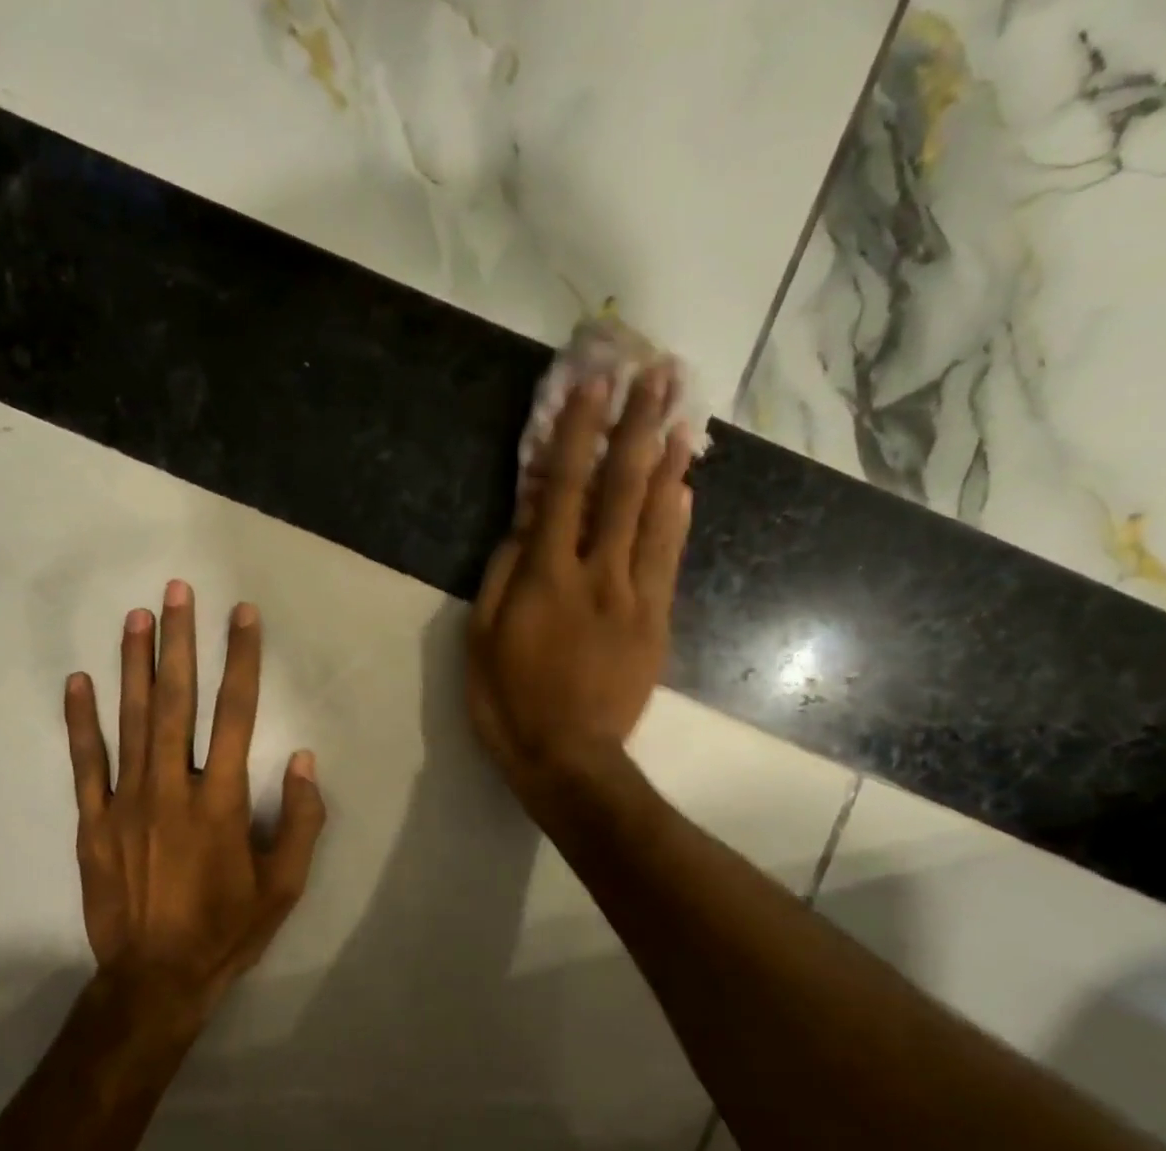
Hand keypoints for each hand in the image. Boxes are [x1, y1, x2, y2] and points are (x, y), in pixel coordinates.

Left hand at [64, 581, 325, 1029]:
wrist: (154, 979)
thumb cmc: (226, 931)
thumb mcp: (284, 887)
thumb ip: (302, 821)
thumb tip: (304, 760)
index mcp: (222, 802)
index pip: (237, 713)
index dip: (242, 659)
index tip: (242, 615)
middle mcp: (172, 788)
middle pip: (177, 701)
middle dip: (181, 641)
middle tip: (178, 591)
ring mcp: (126, 803)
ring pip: (131, 720)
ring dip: (135, 664)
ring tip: (137, 616)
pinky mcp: (92, 823)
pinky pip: (85, 763)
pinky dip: (82, 721)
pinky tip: (79, 681)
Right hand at [468, 363, 695, 802]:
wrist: (569, 757)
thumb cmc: (509, 701)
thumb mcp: (482, 640)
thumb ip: (503, 576)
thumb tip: (524, 526)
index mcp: (546, 577)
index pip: (563, 489)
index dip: (576, 434)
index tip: (590, 385)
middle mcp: (597, 574)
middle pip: (620, 489)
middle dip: (635, 428)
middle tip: (654, 376)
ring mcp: (635, 597)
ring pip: (654, 518)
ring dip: (666, 462)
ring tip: (680, 415)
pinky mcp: (657, 622)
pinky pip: (669, 561)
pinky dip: (677, 520)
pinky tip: (683, 489)